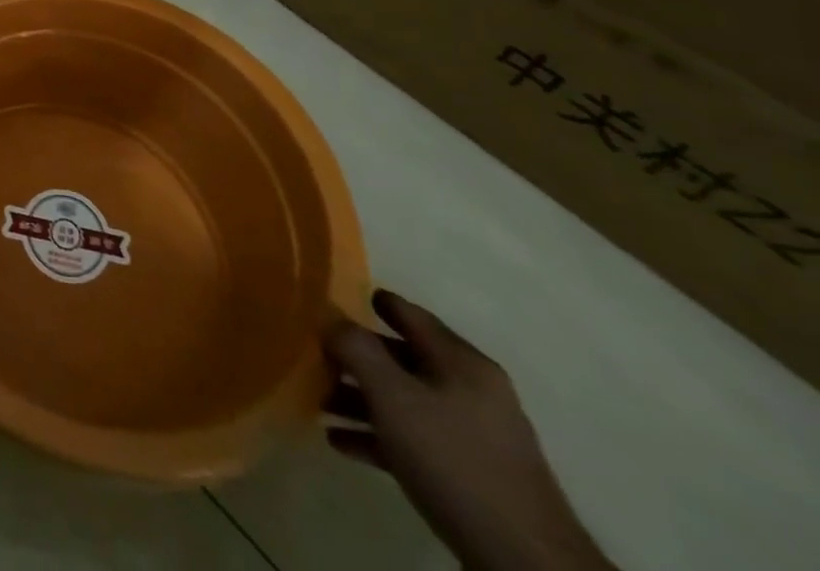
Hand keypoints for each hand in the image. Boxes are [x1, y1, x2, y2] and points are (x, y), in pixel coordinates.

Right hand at [324, 290, 614, 570]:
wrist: (526, 564)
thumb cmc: (454, 460)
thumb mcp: (393, 396)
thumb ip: (355, 348)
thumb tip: (329, 315)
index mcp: (462, 363)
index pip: (410, 315)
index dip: (372, 302)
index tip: (334, 297)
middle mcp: (472, 391)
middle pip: (402, 359)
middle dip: (356, 358)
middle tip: (314, 353)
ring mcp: (475, 436)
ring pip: (404, 401)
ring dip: (361, 399)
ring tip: (318, 402)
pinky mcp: (471, 476)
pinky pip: (414, 439)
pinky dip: (378, 435)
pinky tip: (340, 441)